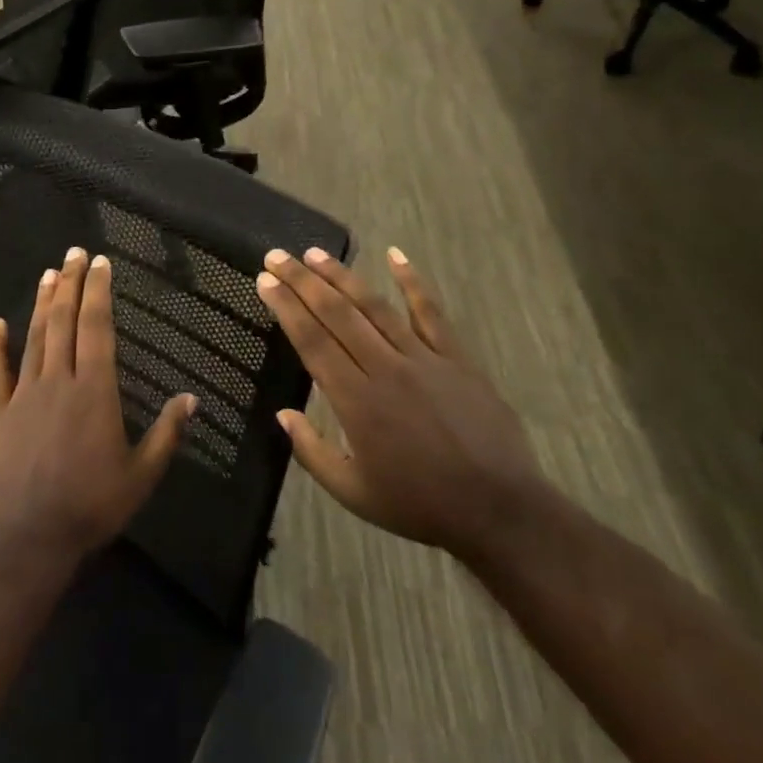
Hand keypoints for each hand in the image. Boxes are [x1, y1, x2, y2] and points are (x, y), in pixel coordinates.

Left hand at [0, 247, 195, 561]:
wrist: (29, 539)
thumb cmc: (92, 506)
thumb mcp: (142, 475)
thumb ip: (167, 434)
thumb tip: (192, 399)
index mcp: (94, 391)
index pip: (97, 329)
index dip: (98, 292)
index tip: (100, 263)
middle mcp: (58, 382)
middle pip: (64, 323)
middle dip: (71, 285)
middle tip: (73, 253)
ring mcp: (23, 396)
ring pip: (33, 339)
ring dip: (41, 304)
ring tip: (48, 273)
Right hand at [256, 246, 542, 554]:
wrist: (498, 509)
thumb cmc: (419, 504)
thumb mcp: (353, 492)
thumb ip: (312, 452)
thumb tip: (283, 413)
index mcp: (355, 400)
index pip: (312, 340)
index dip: (286, 307)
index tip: (265, 281)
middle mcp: (385, 368)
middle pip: (337, 314)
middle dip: (303, 281)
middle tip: (278, 256)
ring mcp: (423, 358)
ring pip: (375, 306)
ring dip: (343, 276)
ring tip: (316, 253)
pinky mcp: (456, 357)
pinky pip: (431, 312)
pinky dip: (413, 282)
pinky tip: (396, 255)